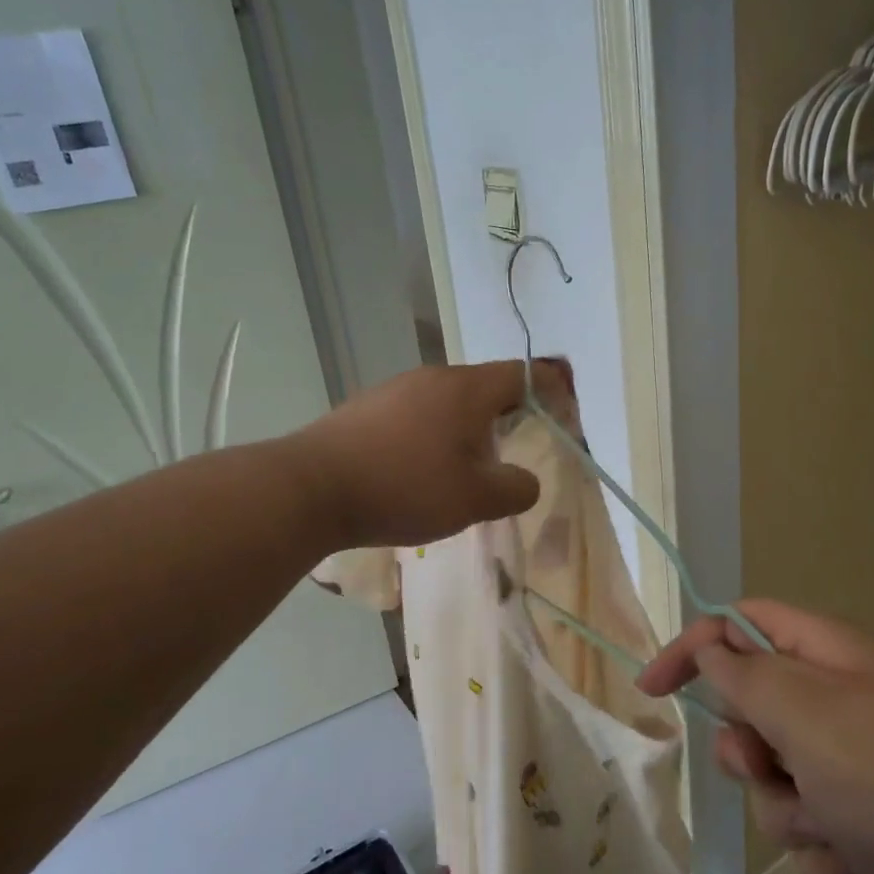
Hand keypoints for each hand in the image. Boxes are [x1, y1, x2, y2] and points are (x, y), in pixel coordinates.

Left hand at [296, 360, 565, 550]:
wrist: (309, 489)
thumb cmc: (404, 487)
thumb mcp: (475, 499)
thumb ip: (516, 489)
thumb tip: (527, 481)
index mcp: (467, 389)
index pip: (524, 374)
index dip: (552, 392)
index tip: (563, 418)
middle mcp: (432, 378)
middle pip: (485, 386)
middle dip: (508, 415)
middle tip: (515, 451)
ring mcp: (394, 389)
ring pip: (448, 401)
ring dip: (467, 428)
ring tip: (465, 469)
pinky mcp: (365, 408)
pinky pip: (416, 413)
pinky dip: (432, 435)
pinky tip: (417, 470)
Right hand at [638, 600, 873, 873]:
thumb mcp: (806, 713)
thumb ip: (746, 674)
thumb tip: (712, 647)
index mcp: (831, 654)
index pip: (742, 624)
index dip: (693, 646)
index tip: (651, 689)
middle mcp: (844, 699)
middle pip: (755, 709)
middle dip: (751, 752)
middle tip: (773, 770)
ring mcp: (862, 762)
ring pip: (781, 780)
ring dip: (793, 812)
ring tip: (836, 829)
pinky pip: (817, 830)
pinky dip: (829, 852)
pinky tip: (865, 867)